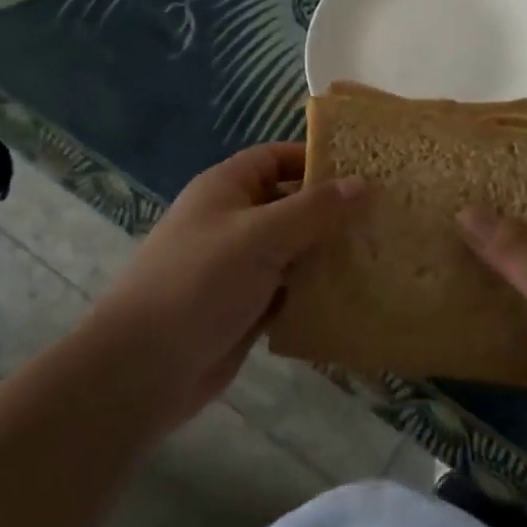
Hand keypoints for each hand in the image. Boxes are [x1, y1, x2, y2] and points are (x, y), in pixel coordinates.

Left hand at [90, 142, 367, 428]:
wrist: (141, 369)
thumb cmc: (199, 282)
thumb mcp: (261, 236)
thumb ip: (314, 209)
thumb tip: (365, 183)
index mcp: (227, 187)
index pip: (278, 157)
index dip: (317, 160)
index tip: (366, 171)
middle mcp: (234, 220)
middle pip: (290, 203)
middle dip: (332, 211)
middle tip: (385, 217)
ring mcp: (238, 266)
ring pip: (294, 250)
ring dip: (328, 254)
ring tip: (381, 254)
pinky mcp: (245, 307)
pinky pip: (289, 290)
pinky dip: (314, 292)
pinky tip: (354, 297)